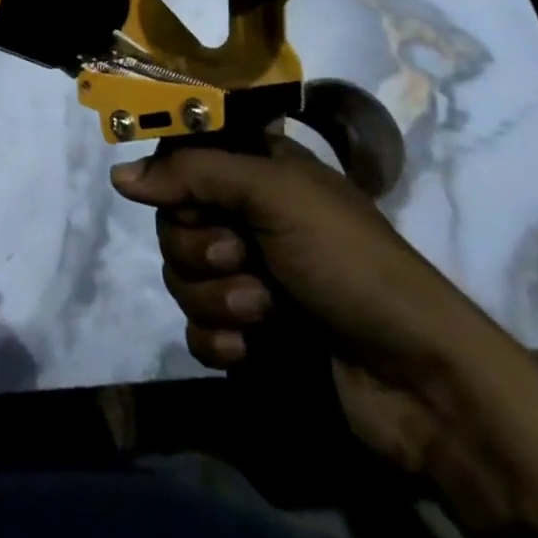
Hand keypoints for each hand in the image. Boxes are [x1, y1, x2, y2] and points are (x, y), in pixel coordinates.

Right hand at [111, 141, 525, 479]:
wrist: (419, 382)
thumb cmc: (350, 263)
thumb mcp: (276, 196)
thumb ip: (194, 174)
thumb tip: (118, 175)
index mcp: (258, 173)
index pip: (183, 155)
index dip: (171, 175)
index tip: (179, 193)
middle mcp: (246, 219)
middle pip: (171, 219)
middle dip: (198, 247)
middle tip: (241, 256)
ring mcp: (246, 278)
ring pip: (179, 276)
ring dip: (214, 297)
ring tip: (262, 312)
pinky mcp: (247, 337)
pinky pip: (194, 330)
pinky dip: (217, 340)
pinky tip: (249, 351)